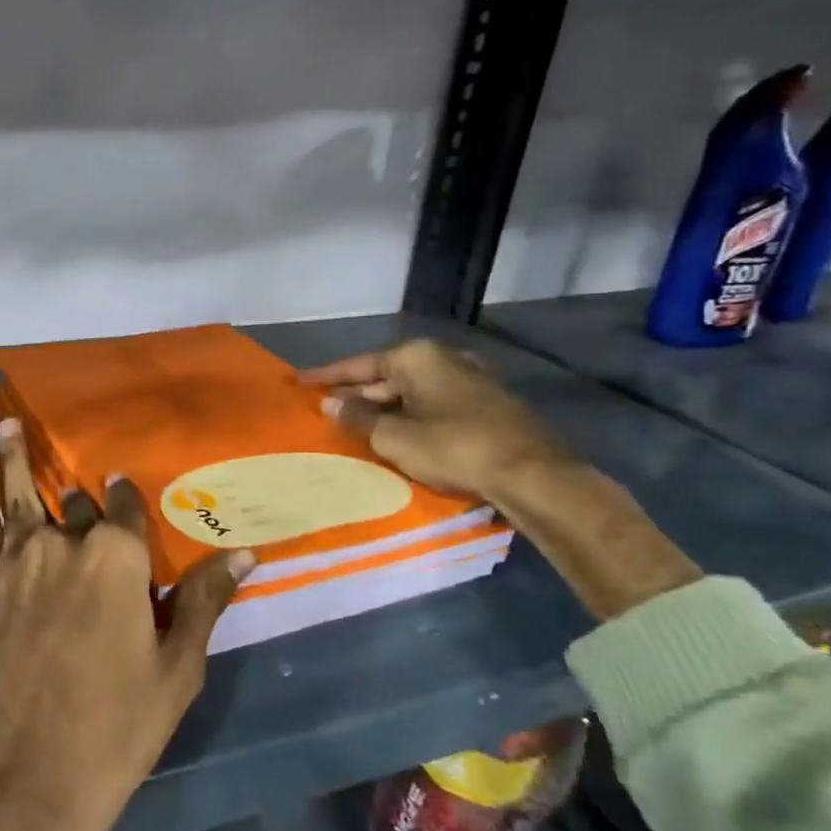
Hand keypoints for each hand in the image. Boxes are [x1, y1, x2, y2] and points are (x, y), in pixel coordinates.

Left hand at [0, 420, 251, 830]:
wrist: (19, 779)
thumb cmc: (113, 730)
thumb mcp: (175, 670)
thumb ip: (202, 601)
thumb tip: (246, 552)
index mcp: (118, 559)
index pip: (125, 511)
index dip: (126, 501)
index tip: (123, 490)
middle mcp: (65, 544)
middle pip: (77, 507)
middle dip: (83, 503)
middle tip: (83, 493)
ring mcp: (15, 561)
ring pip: (21, 494)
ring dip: (18, 455)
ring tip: (11, 421)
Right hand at [306, 338, 699, 621]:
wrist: (533, 474)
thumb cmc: (454, 447)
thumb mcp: (394, 437)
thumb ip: (358, 418)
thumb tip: (331, 403)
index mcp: (417, 357)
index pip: (358, 364)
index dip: (326, 376)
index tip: (298, 381)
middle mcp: (443, 358)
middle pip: (386, 375)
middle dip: (356, 392)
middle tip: (324, 407)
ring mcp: (469, 379)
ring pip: (410, 390)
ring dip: (382, 406)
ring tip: (353, 422)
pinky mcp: (486, 403)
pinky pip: (431, 402)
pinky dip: (408, 414)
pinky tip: (396, 432)